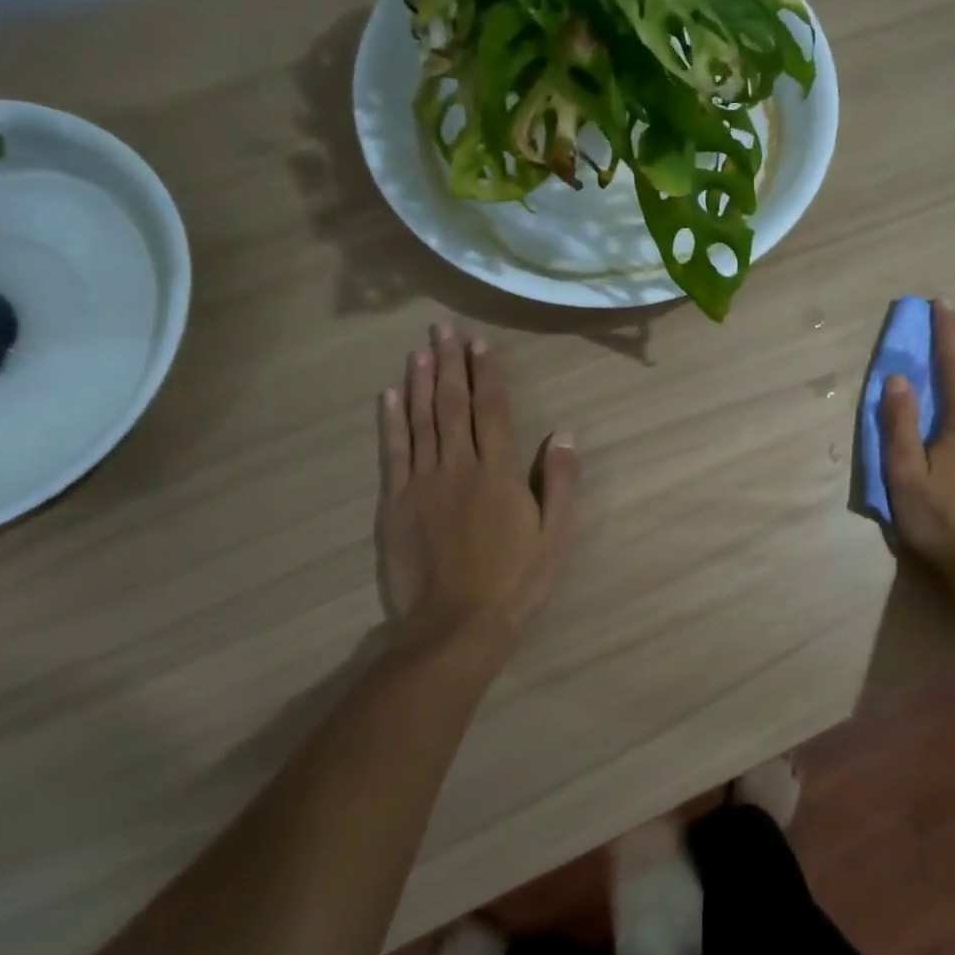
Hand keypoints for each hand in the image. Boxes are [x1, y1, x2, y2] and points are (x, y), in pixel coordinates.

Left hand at [377, 323, 579, 661]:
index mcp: (499, 472)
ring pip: (421, 420)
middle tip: (443, 328)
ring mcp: (423, 482)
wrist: (456, 625)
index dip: (487, 373)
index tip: (480, 343)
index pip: (493, 409)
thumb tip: (565, 433)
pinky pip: (393, 452)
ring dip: (420, 381)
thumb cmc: (515, 581)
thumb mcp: (557, 535)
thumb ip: (562, 482)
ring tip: (420, 349)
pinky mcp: (396, 502)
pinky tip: (389, 395)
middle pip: (453, 404)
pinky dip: (391, 420)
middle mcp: (459, 466)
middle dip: (449, 363)